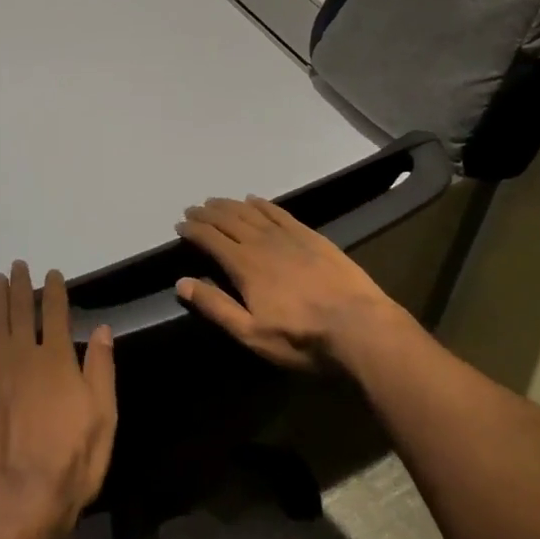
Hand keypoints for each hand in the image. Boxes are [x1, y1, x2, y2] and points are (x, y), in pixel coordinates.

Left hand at [0, 262, 117, 538]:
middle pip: (22, 313)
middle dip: (21, 287)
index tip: (52, 273)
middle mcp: (24, 357)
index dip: (55, 291)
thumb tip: (102, 328)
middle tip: (18, 265)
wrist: (22, 503)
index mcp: (57, 360)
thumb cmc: (71, 463)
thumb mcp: (103, 417)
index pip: (57, 314)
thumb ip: (101, 369)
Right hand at [175, 196, 396, 370]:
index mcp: (244, 265)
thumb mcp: (251, 333)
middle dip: (208, 213)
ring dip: (230, 205)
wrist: (359, 327)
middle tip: (194, 209)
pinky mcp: (311, 236)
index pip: (211, 239)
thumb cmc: (301, 338)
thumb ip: (215, 306)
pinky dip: (263, 204)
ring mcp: (288, 236)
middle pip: (228, 220)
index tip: (180, 224)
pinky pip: (279, 212)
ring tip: (217, 201)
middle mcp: (262, 242)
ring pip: (251, 212)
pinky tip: (255, 200)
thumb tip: (181, 282)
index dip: (193, 229)